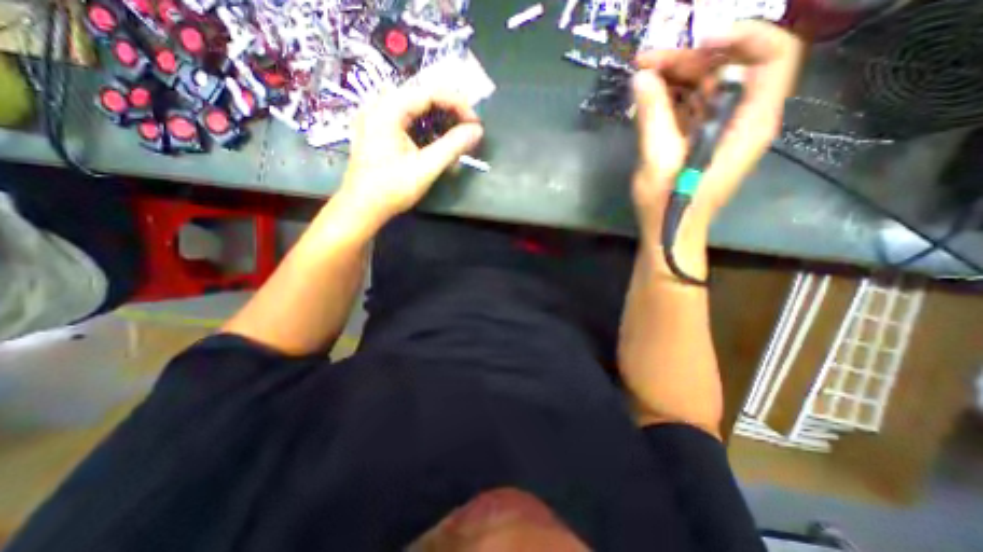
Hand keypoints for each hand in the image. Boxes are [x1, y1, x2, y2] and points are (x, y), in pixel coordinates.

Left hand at [335, 83, 485, 226]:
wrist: (361, 208)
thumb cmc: (391, 189)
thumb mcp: (426, 168)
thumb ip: (452, 146)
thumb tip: (477, 131)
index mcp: (388, 109)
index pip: (430, 92)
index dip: (458, 104)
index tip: (475, 124)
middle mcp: (379, 105)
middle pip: (423, 97)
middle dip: (450, 112)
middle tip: (468, 130)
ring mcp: (377, 117)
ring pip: (416, 109)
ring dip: (439, 121)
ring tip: (456, 138)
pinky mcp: (378, 130)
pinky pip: (407, 120)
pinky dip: (426, 130)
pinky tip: (436, 145)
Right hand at [633, 18, 800, 239]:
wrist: (669, 233)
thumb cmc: (669, 203)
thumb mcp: (657, 160)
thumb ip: (653, 116)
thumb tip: (642, 77)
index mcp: (748, 123)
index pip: (774, 55)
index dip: (742, 37)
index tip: (697, 42)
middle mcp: (742, 119)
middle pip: (729, 68)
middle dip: (688, 59)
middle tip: (645, 63)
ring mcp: (721, 129)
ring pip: (707, 86)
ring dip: (675, 77)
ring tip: (640, 77)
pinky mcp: (702, 139)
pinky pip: (693, 106)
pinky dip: (671, 98)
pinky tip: (648, 98)